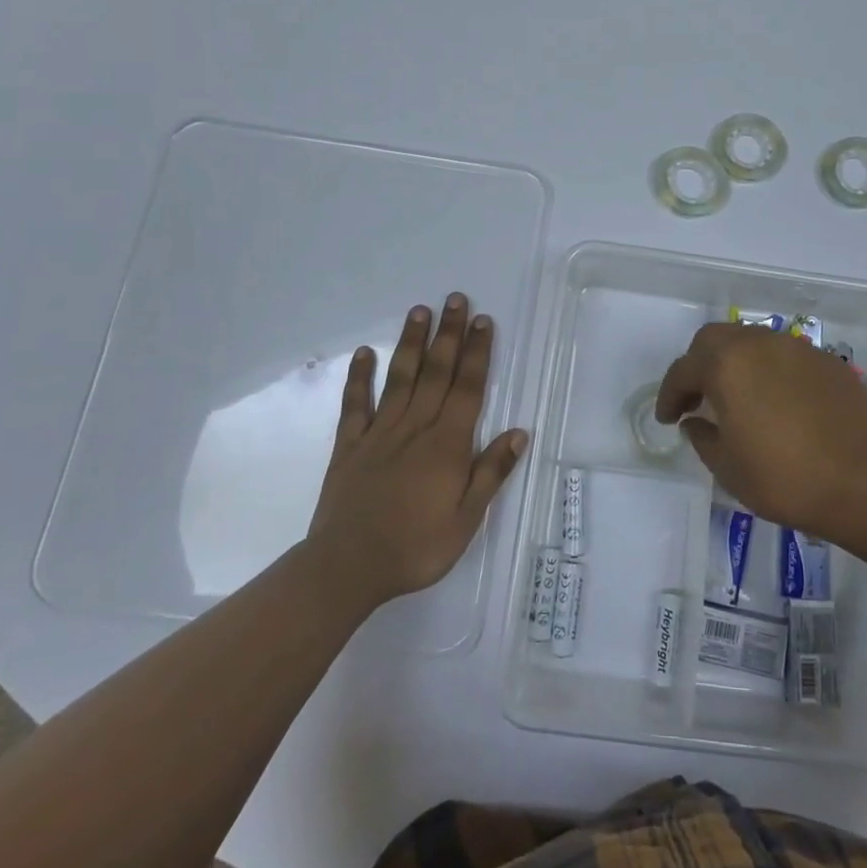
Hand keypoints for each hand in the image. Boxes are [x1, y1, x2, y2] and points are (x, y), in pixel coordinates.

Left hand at [308, 293, 527, 606]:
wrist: (347, 567)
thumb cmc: (415, 548)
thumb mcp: (466, 520)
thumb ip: (490, 473)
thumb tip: (519, 433)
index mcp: (447, 444)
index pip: (467, 388)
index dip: (477, 353)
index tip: (484, 322)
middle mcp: (415, 427)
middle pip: (436, 372)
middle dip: (449, 334)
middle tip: (456, 299)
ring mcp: (379, 433)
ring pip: (400, 378)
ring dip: (412, 343)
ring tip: (419, 311)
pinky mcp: (350, 445)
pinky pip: (355, 404)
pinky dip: (359, 377)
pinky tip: (364, 353)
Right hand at [656, 323, 866, 538]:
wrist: (866, 484)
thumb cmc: (785, 479)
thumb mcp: (728, 468)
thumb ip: (703, 437)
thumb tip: (695, 422)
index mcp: (727, 364)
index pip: (684, 369)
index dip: (670, 394)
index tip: (667, 418)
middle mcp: (760, 344)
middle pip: (716, 340)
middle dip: (699, 365)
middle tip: (697, 398)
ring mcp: (798, 349)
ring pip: (753, 342)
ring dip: (736, 364)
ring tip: (737, 398)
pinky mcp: (829, 363)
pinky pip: (786, 358)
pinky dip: (770, 372)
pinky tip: (778, 404)